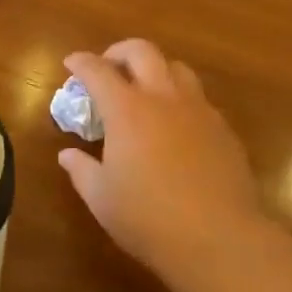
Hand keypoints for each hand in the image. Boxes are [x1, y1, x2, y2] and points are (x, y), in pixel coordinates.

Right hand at [59, 40, 267, 291]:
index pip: (98, 70)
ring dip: (155, 69)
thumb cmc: (149, 218)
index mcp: (127, 110)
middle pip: (142, 51)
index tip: (71, 63)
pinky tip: (175, 127)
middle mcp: (163, 98)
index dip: (81, 62)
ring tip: (145, 90)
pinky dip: (180, 100)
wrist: (220, 239)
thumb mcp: (101, 198)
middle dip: (119, 52)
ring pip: (177, 68)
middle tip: (108, 67)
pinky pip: (198, 99)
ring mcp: (198, 110)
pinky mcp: (223, 129)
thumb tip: (67, 155)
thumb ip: (81, 170)